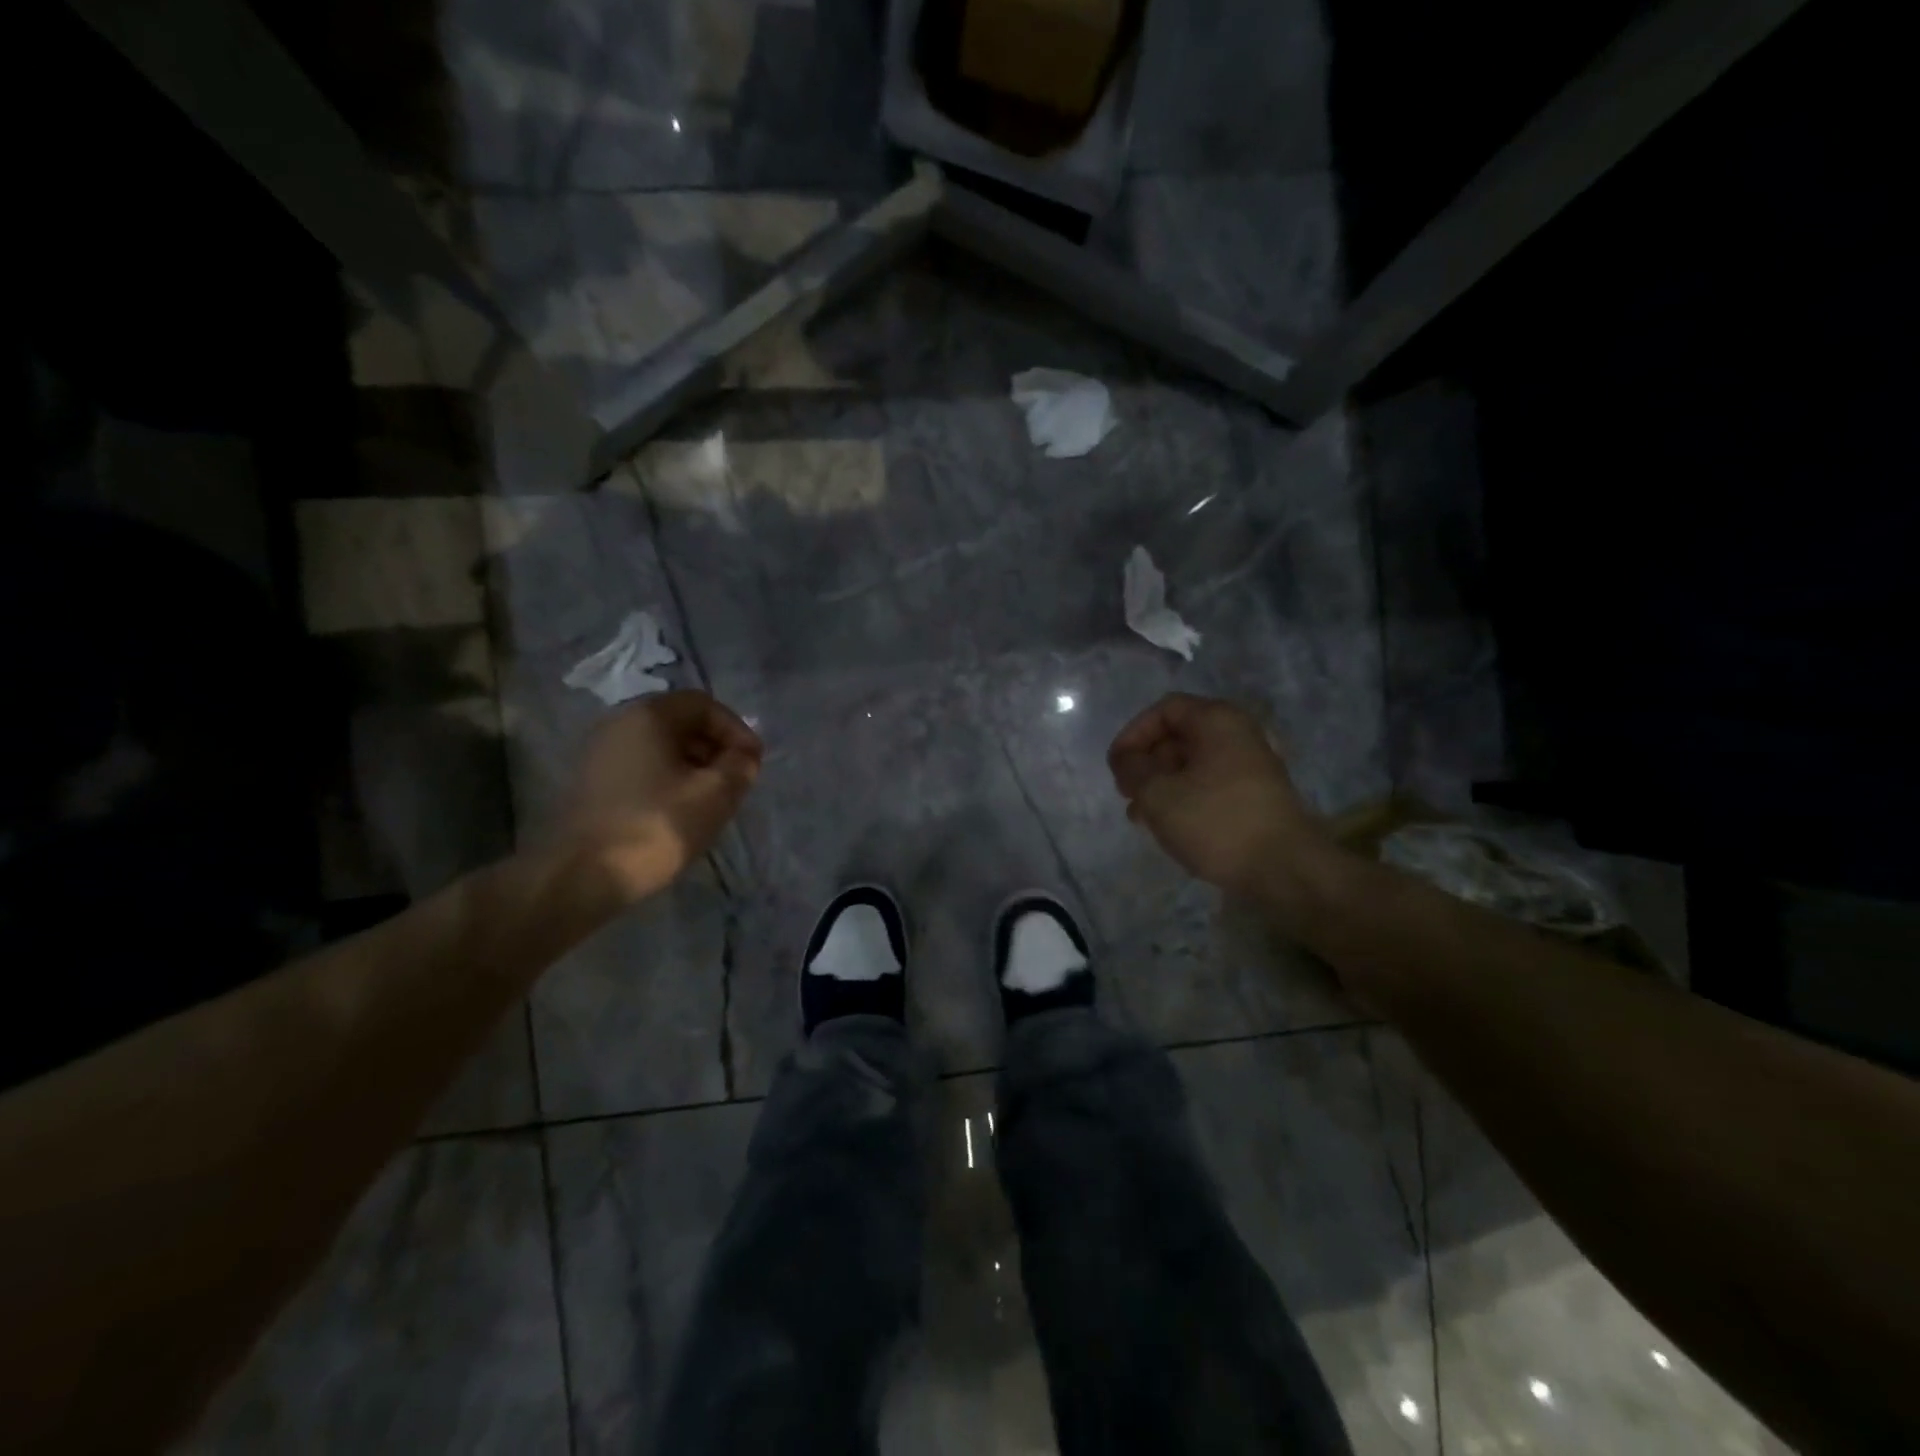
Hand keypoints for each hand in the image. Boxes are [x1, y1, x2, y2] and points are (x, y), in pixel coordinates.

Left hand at [556, 691, 762, 904]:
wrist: (580, 877)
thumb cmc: (656, 826)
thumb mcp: (715, 795)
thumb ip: (740, 766)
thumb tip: (744, 756)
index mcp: (648, 716)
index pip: (704, 704)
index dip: (736, 729)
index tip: (752, 763)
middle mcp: (619, 724)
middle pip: (680, 723)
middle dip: (715, 748)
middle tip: (735, 782)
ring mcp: (599, 754)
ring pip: (661, 748)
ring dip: (694, 767)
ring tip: (711, 801)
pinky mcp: (591, 784)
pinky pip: (641, 768)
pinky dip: (668, 781)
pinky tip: (679, 813)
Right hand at [1107, 693, 1334, 899]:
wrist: (1284, 869)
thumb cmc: (1216, 822)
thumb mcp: (1158, 794)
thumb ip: (1132, 769)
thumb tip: (1127, 759)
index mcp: (1217, 721)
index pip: (1165, 710)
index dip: (1133, 734)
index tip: (1116, 767)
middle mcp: (1238, 734)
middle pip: (1179, 736)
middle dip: (1146, 763)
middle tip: (1126, 793)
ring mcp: (1251, 765)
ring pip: (1192, 764)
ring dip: (1161, 784)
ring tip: (1139, 816)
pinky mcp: (1256, 795)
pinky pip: (1209, 784)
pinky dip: (1184, 797)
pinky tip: (1167, 826)